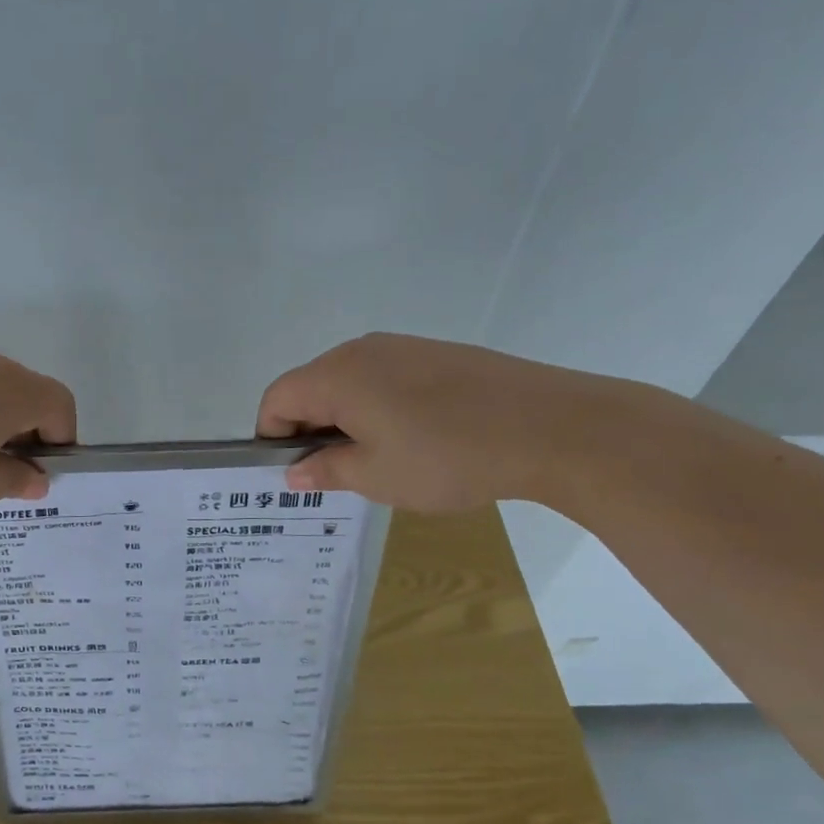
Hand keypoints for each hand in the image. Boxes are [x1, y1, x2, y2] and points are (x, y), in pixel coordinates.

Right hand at [255, 333, 630, 512]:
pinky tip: (412, 439)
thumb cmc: (447, 456)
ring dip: (344, 420)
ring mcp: (402, 347)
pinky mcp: (436, 354)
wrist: (551, 426)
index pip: (277, 398)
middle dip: (308, 430)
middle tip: (332, 475)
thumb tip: (294, 472)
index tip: (292, 474)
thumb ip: (325, 470)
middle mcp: (361, 350)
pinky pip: (384, 378)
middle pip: (310, 387)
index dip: (271, 437)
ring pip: (348, 382)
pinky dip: (377, 407)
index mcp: (336, 375)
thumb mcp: (376, 476)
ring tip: (375, 461)